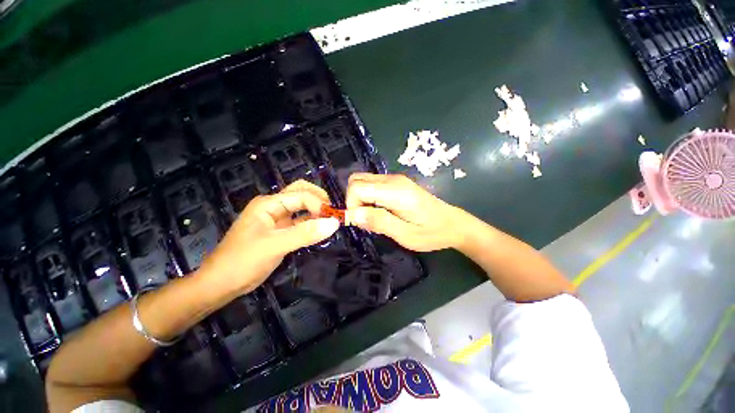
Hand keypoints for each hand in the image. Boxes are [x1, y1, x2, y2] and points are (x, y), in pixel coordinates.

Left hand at [198, 180, 339, 297]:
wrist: (222, 283)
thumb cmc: (243, 261)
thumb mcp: (275, 245)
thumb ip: (305, 233)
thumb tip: (334, 223)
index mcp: (269, 203)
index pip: (301, 195)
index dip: (318, 204)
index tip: (333, 219)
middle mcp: (274, 207)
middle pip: (301, 193)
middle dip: (319, 199)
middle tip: (333, 212)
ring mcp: (278, 219)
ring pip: (302, 207)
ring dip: (317, 211)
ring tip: (331, 220)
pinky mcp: (281, 231)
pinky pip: (300, 222)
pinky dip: (312, 223)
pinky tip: (321, 229)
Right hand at [345, 173, 465, 251]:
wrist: (452, 223)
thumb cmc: (430, 232)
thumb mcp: (405, 234)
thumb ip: (379, 222)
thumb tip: (352, 214)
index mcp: (395, 191)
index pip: (357, 187)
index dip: (351, 205)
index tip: (359, 222)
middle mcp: (392, 179)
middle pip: (356, 180)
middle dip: (353, 200)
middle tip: (364, 220)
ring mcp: (394, 179)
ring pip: (362, 181)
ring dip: (359, 199)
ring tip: (372, 218)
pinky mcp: (396, 183)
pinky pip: (371, 185)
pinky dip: (367, 198)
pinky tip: (378, 212)